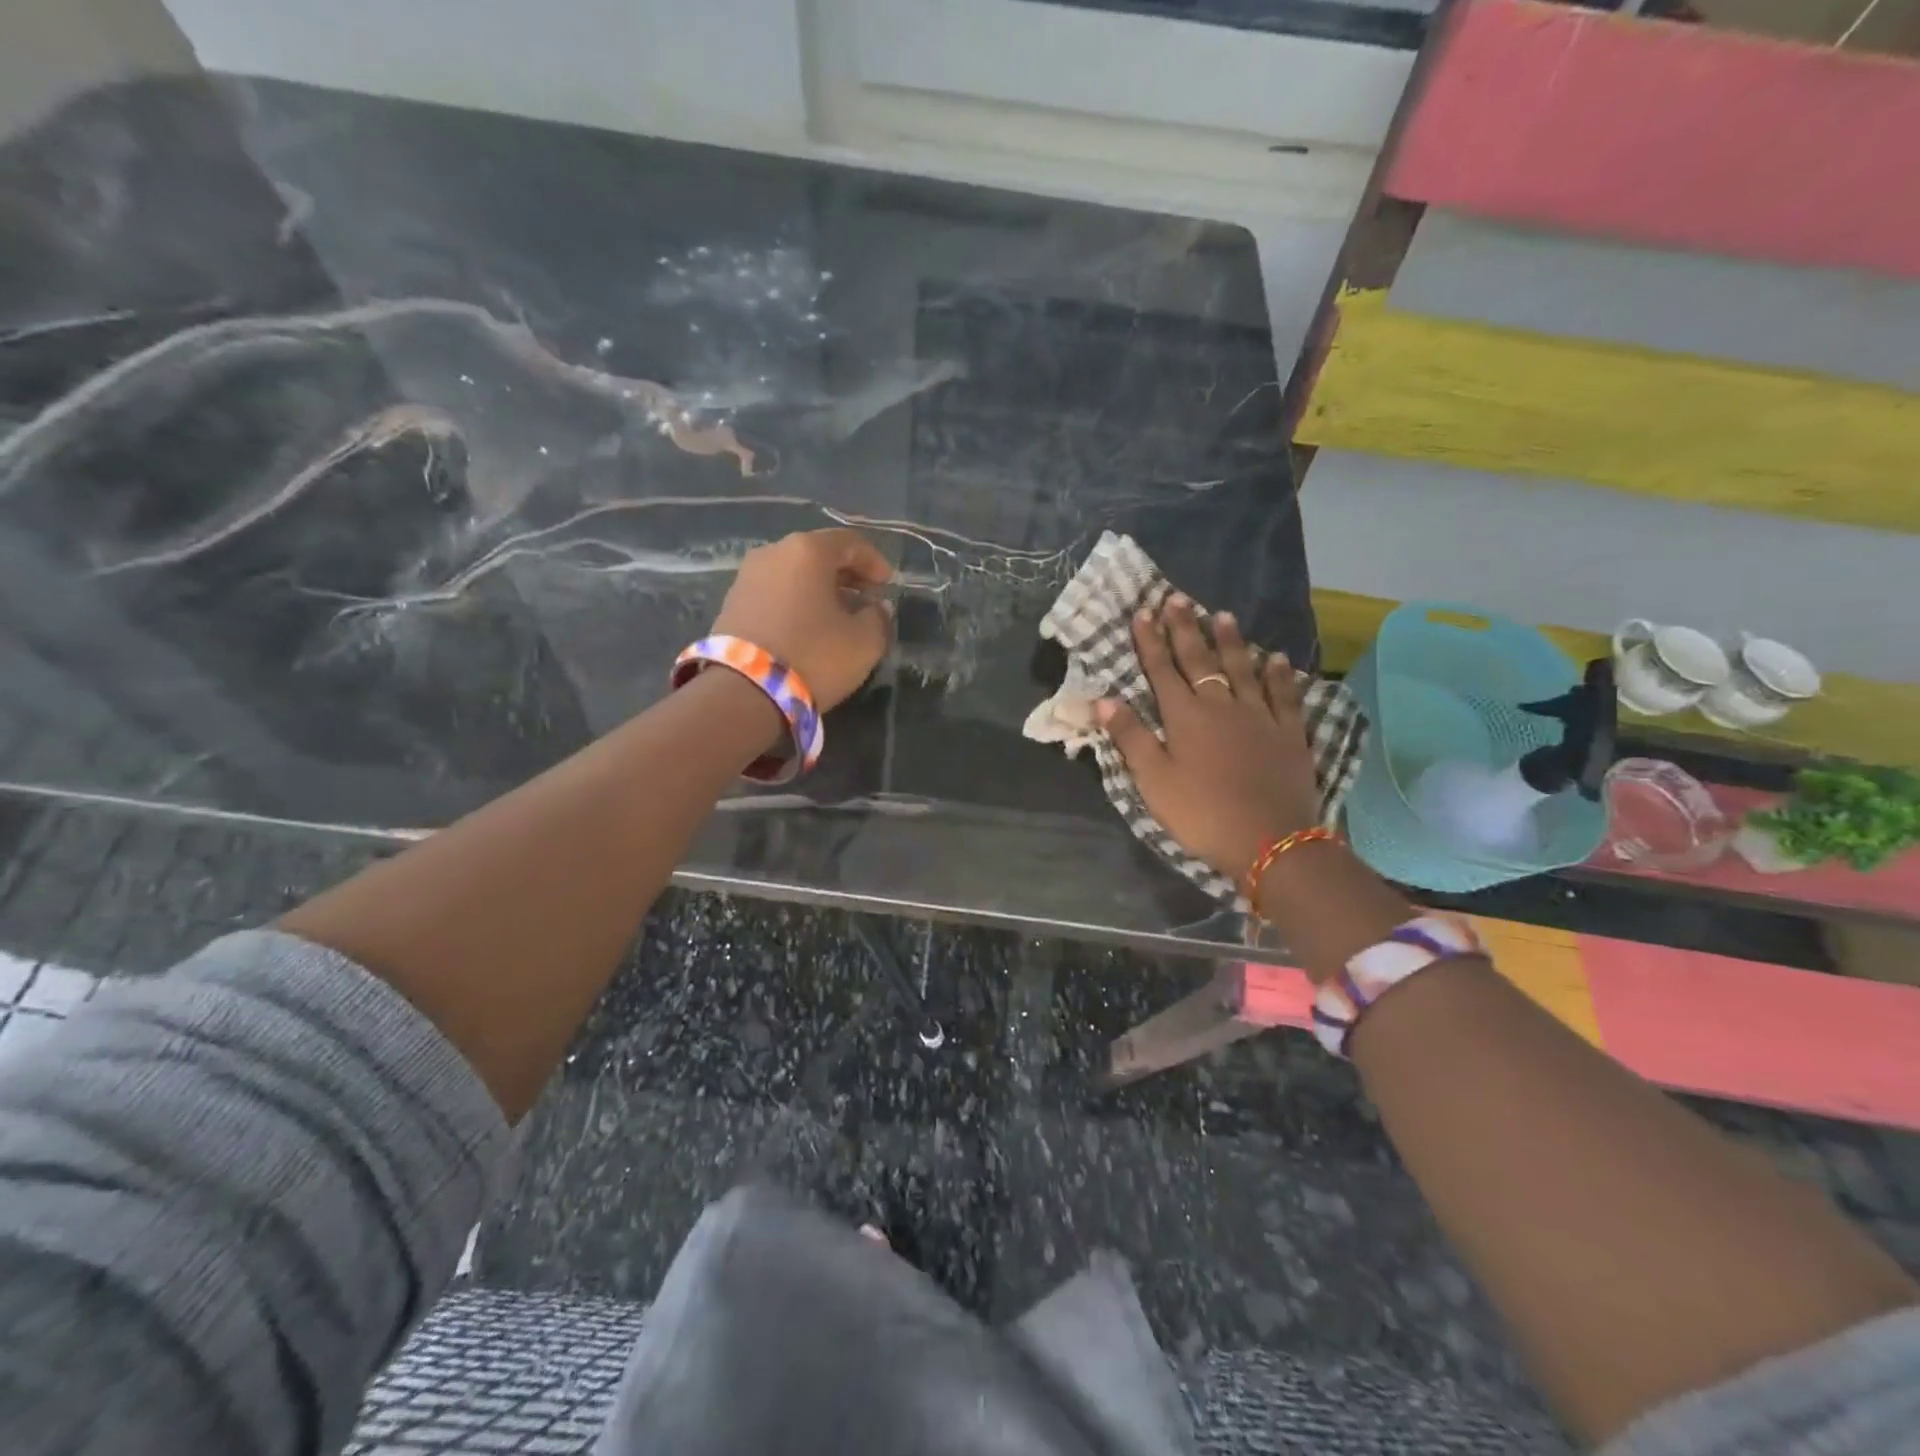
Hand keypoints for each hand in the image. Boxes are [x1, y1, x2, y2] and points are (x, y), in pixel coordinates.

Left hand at [712, 528, 893, 709]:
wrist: (744, 691)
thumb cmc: (813, 656)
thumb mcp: (864, 642)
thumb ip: (878, 618)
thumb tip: (875, 608)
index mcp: (807, 551)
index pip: (849, 542)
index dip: (874, 561)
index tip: (888, 584)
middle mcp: (773, 553)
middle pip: (818, 554)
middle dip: (846, 575)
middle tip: (866, 598)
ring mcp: (746, 577)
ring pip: (794, 574)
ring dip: (819, 590)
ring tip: (837, 616)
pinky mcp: (731, 604)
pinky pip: (774, 593)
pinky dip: (796, 602)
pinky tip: (807, 627)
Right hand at [1096, 595, 1321, 881]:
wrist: (1270, 840)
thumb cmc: (1202, 813)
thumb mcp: (1154, 781)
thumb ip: (1131, 738)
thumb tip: (1104, 699)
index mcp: (1185, 717)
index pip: (1162, 670)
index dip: (1150, 640)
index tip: (1143, 611)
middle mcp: (1222, 705)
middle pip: (1200, 660)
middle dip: (1185, 629)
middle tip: (1177, 598)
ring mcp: (1260, 716)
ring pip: (1242, 668)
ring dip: (1230, 641)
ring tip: (1221, 615)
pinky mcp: (1289, 733)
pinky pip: (1284, 695)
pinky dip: (1277, 674)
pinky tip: (1275, 658)